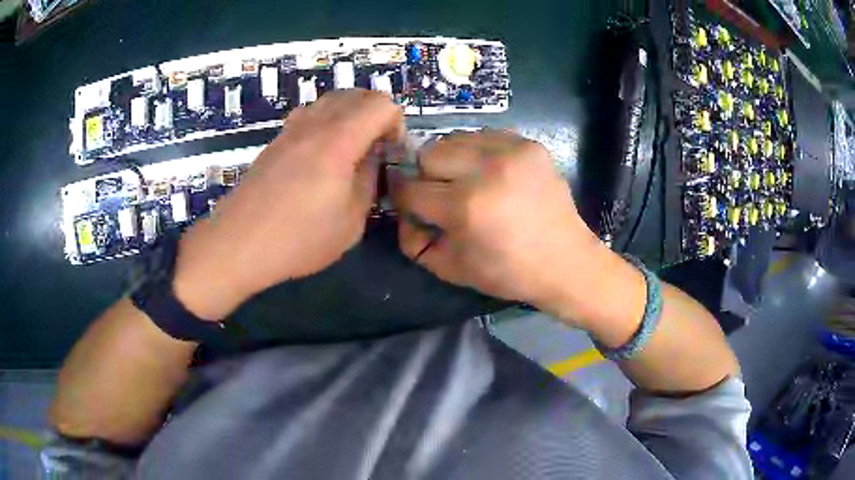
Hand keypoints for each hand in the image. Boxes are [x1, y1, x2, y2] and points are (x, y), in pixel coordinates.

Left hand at [173, 90, 403, 319]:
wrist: (238, 244)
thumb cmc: (298, 239)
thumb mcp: (351, 221)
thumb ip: (369, 180)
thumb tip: (372, 156)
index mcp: (338, 140)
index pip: (381, 103)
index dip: (396, 123)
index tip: (391, 152)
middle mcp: (314, 124)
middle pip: (357, 94)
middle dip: (377, 115)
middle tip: (376, 149)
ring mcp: (290, 129)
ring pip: (331, 100)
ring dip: (351, 115)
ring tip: (350, 150)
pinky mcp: (275, 141)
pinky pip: (310, 113)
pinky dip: (326, 122)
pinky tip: (321, 155)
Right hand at [394, 129, 612, 322]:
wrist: (566, 262)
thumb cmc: (508, 272)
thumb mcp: (451, 269)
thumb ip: (413, 241)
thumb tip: (402, 213)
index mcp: (464, 207)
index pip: (409, 189)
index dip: (404, 199)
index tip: (411, 204)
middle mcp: (485, 170)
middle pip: (428, 154)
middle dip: (427, 176)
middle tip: (443, 194)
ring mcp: (511, 151)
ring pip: (454, 139)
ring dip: (452, 160)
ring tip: (468, 181)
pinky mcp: (529, 144)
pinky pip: (485, 136)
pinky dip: (478, 152)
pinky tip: (492, 173)